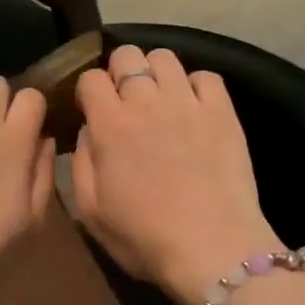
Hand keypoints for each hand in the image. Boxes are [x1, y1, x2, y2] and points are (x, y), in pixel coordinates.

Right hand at [73, 45, 278, 304]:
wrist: (212, 249)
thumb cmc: (144, 237)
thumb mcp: (91, 211)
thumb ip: (81, 164)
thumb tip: (87, 131)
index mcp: (109, 125)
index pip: (90, 78)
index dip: (88, 91)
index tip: (92, 110)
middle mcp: (146, 102)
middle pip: (127, 55)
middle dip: (119, 71)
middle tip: (124, 101)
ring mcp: (188, 103)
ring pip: (164, 57)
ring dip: (155, 72)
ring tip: (159, 99)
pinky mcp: (222, 112)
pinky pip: (206, 76)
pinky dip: (195, 86)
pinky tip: (193, 108)